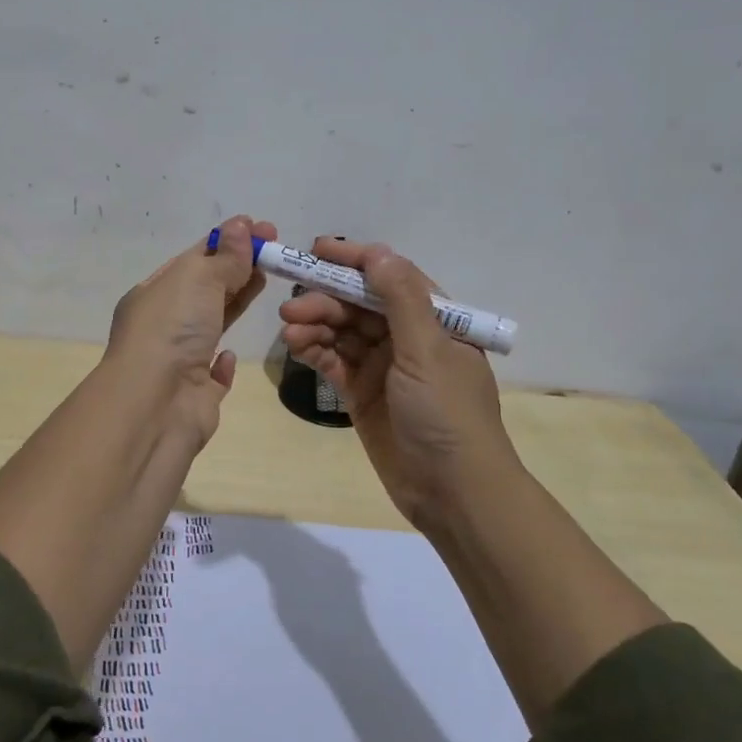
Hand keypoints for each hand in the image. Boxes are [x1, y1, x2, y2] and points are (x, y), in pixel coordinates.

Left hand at [105, 215, 277, 447]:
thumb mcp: (197, 279)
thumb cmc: (171, 330)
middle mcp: (162, 326)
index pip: (193, 259)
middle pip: (205, 290)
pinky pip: (212, 374)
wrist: (155, 405)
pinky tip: (231, 354)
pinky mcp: (197, 396)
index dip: (226, 242)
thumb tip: (241, 225)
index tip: (261, 229)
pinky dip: (223, 362)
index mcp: (153, 294)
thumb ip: (224, 257)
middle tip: (275, 251)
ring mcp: (179, 362)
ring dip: (235, 303)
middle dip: (237, 268)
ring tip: (267, 281)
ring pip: (211, 325)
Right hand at [278, 238, 515, 527]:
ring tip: (290, 330)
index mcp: (434, 321)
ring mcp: (383, 367)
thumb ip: (400, 300)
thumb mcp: (427, 351)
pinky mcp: (362, 394)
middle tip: (291, 306)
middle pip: (360, 305)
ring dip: (316, 325)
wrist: (452, 492)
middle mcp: (407, 338)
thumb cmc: (447, 414)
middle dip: (326, 300)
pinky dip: (315, 351)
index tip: (318, 249)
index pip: (391, 278)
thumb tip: (377, 252)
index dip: (356, 261)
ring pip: (343, 332)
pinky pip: (334, 362)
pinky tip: (296, 346)